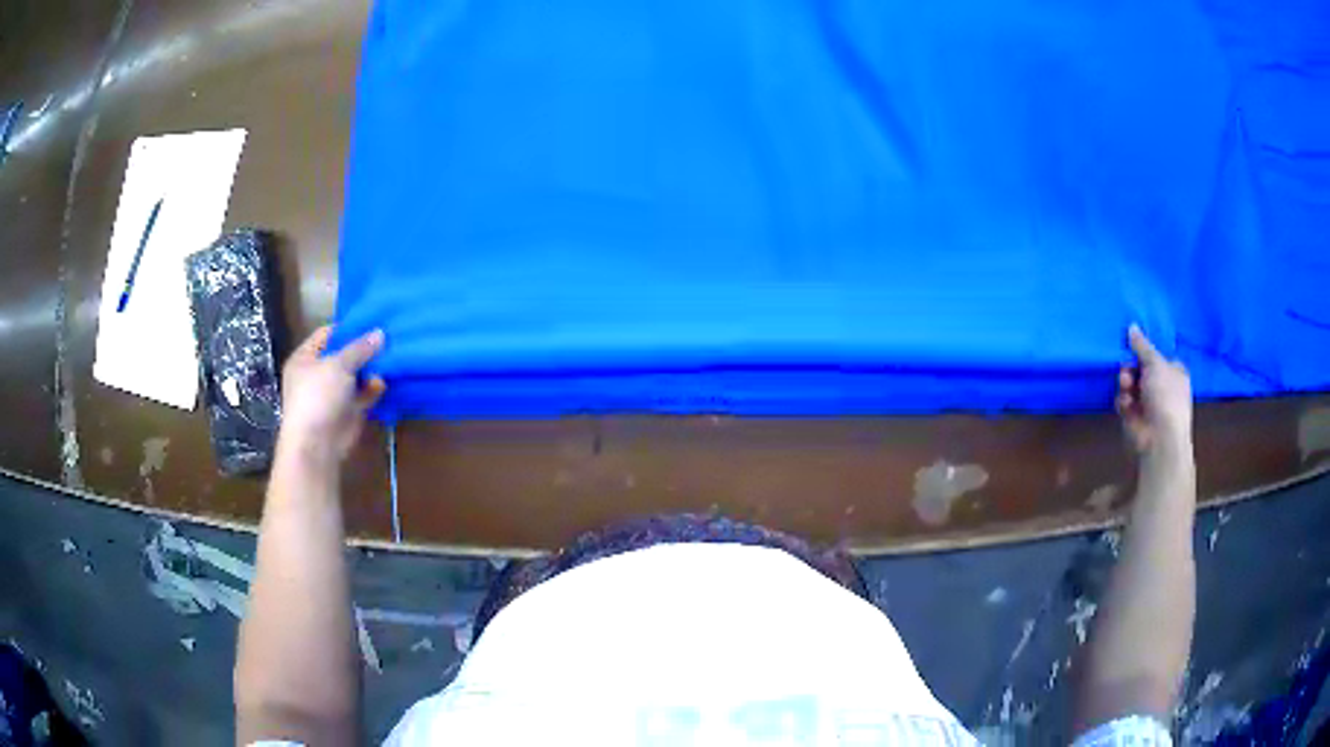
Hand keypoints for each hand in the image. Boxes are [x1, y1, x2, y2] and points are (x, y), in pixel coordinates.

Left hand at [278, 326, 385, 463]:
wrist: (316, 445)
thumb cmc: (317, 397)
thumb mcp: (338, 364)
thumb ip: (359, 348)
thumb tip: (380, 333)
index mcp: (305, 359)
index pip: (326, 334)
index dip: (347, 328)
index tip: (371, 321)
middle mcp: (317, 374)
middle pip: (343, 354)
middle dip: (364, 349)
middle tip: (388, 337)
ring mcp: (332, 394)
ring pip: (355, 375)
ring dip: (371, 369)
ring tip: (392, 355)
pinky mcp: (347, 412)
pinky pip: (363, 395)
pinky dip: (373, 388)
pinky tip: (386, 381)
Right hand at [1117, 325, 1191, 456]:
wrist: (1160, 438)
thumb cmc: (1165, 395)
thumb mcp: (1155, 363)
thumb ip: (1142, 345)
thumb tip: (1132, 326)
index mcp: (1174, 372)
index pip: (1157, 355)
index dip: (1144, 350)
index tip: (1131, 344)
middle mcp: (1162, 386)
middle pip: (1140, 368)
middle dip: (1131, 367)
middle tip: (1126, 368)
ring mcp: (1148, 403)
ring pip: (1130, 383)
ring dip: (1126, 382)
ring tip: (1126, 386)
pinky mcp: (1135, 417)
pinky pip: (1124, 401)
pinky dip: (1123, 401)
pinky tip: (1126, 405)